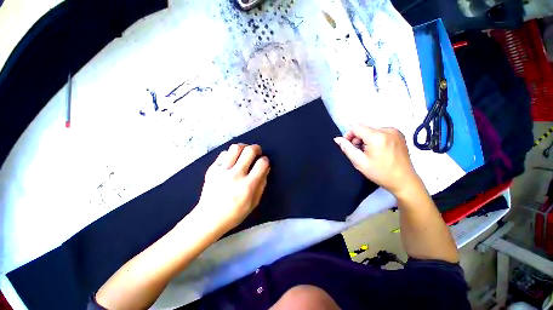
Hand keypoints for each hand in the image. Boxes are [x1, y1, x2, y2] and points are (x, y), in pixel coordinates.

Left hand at [194, 144, 269, 232]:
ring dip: (243, 147)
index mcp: (248, 185)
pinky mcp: (212, 169)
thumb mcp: (254, 202)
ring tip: (244, 153)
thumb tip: (266, 168)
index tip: (264, 161)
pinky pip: (223, 153)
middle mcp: (235, 175)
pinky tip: (232, 160)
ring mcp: (222, 171)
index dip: (265, 160)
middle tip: (257, 152)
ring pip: (235, 148)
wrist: (209, 218)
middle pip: (249, 151)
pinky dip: (230, 154)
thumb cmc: (235, 213)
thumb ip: (262, 184)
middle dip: (256, 148)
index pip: (261, 163)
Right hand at [334, 125, 419, 196]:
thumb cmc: (380, 173)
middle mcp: (387, 130)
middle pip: (364, 128)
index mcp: (377, 136)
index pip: (356, 127)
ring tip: (369, 152)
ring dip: (366, 138)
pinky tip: (377, 149)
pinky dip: (375, 138)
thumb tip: (337, 139)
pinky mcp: (399, 134)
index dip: (349, 135)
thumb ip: (346, 148)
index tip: (350, 146)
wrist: (404, 180)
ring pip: (371, 130)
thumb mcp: (359, 162)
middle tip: (359, 151)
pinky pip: (380, 132)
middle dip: (358, 138)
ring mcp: (395, 131)